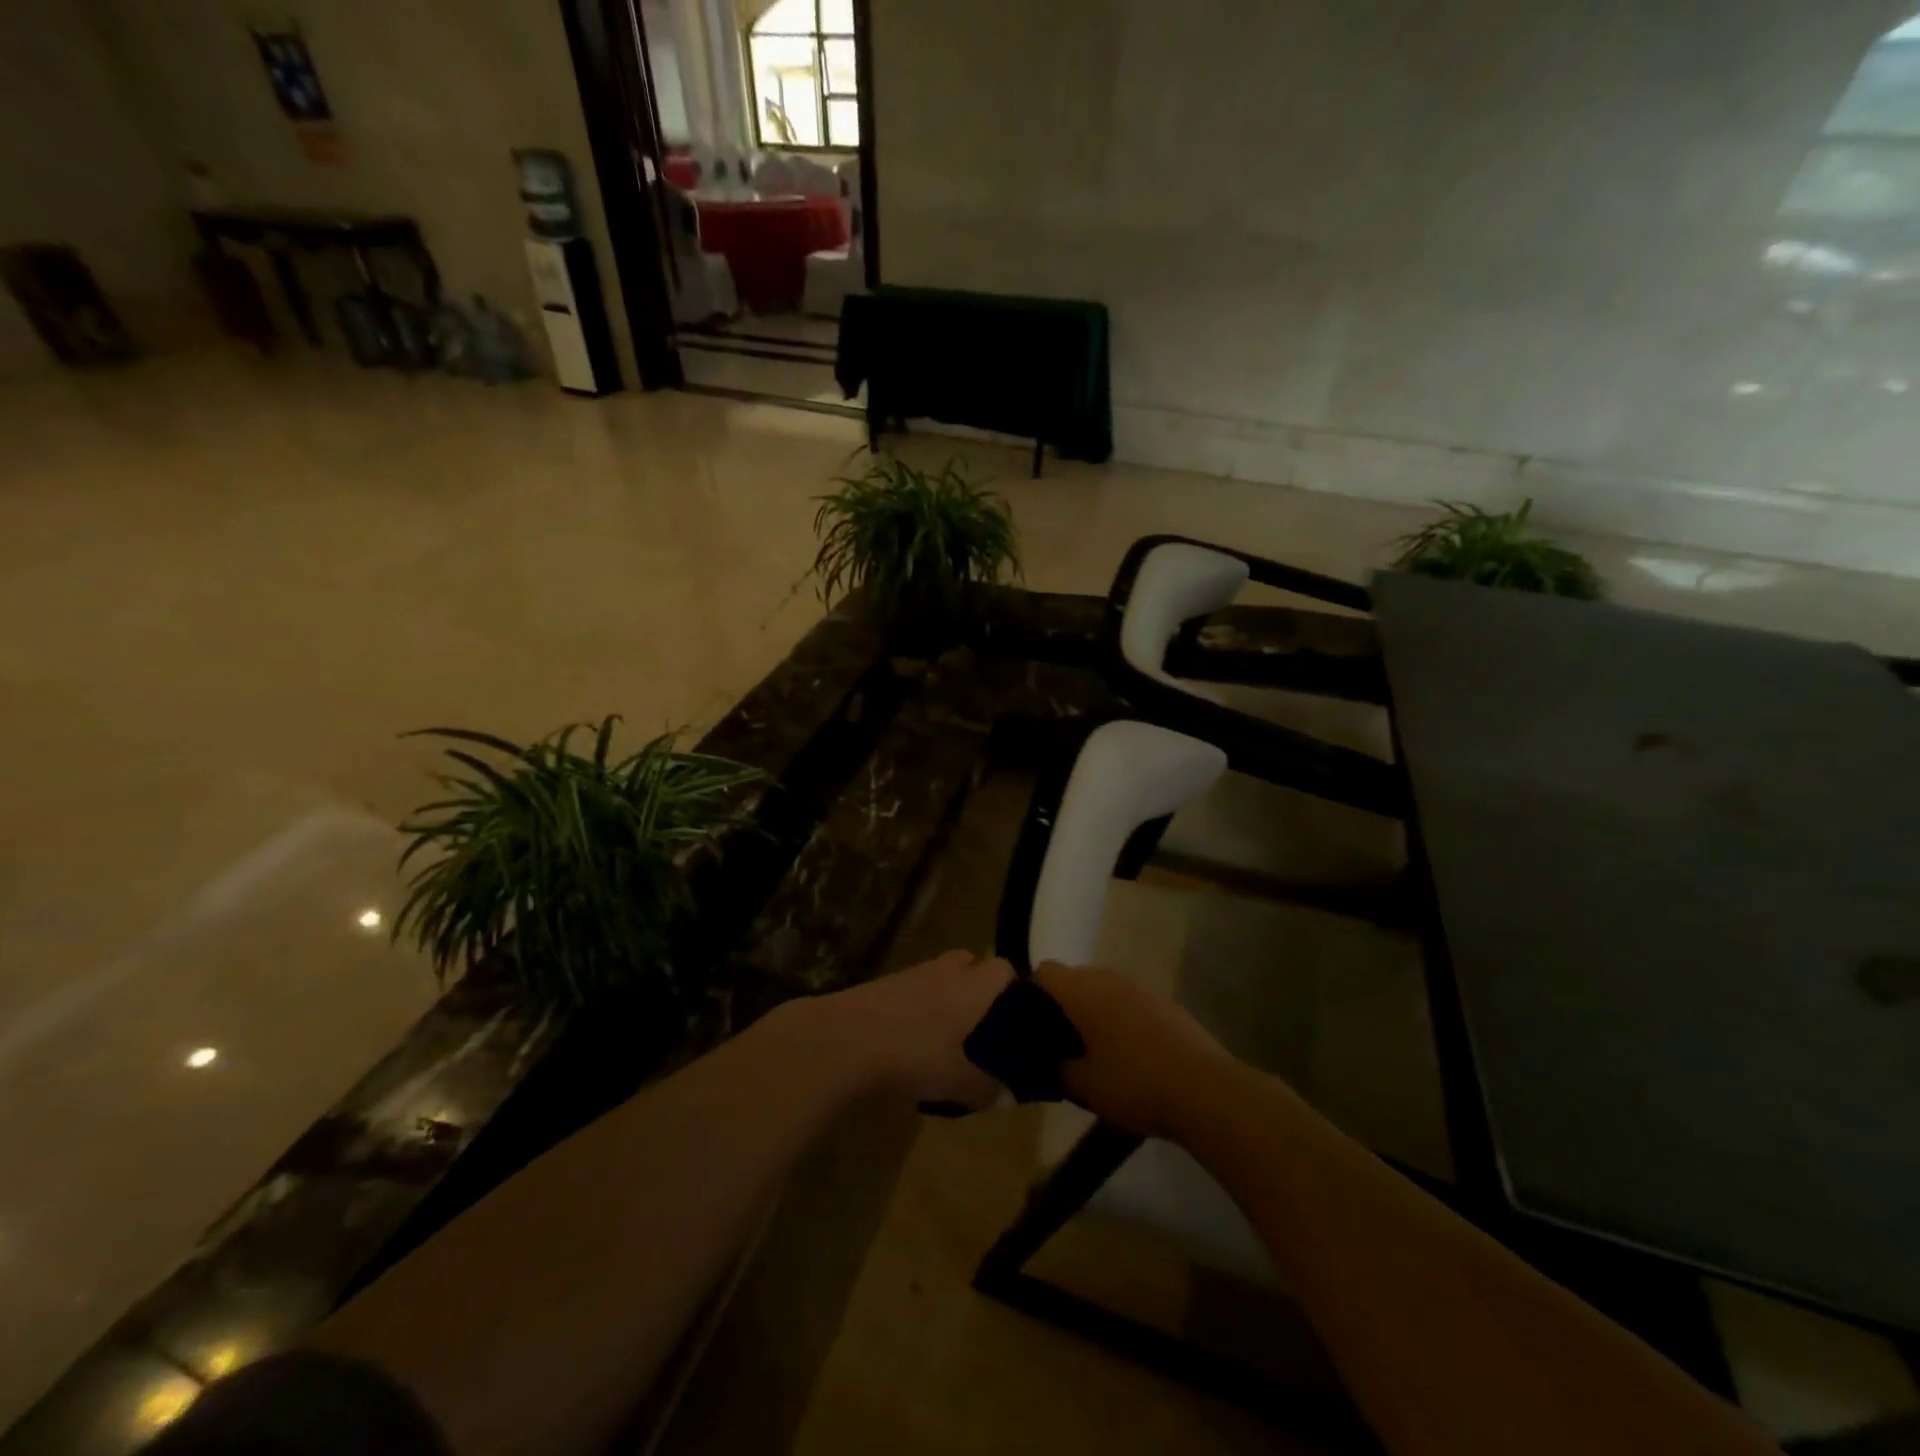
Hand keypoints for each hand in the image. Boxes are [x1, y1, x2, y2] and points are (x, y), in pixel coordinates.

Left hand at [819, 950, 1014, 1109]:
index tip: (1017, 1018)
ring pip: (940, 977)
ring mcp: (911, 973)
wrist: (843, 1039)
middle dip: (977, 988)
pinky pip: (913, 989)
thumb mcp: (956, 1081)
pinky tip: (911, 1039)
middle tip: (980, 1026)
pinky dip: (918, 1007)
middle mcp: (946, 970)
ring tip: (945, 1037)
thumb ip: (987, 1087)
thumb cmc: (912, 1054)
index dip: (1014, 988)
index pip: (1004, 968)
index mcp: (972, 986)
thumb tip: (1008, 1095)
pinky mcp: (883, 984)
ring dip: (945, 997)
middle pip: (970, 963)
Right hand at [1034, 961, 1237, 1141]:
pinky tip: (1125, 1056)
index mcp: (1081, 990)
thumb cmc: (1134, 1083)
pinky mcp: (1164, 1003)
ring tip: (1089, 1053)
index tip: (1026, 1027)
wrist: (1206, 1091)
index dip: (1029, 995)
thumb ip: (1055, 1070)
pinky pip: (1127, 1002)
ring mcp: (1140, 987)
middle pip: (1072, 979)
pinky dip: (1118, 1020)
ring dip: (1091, 1013)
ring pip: (1101, 990)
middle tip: (1056, 1045)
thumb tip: (1043, 1063)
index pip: (1043, 972)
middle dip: (1060, 1007)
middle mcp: (1108, 977)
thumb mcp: (1083, 1086)